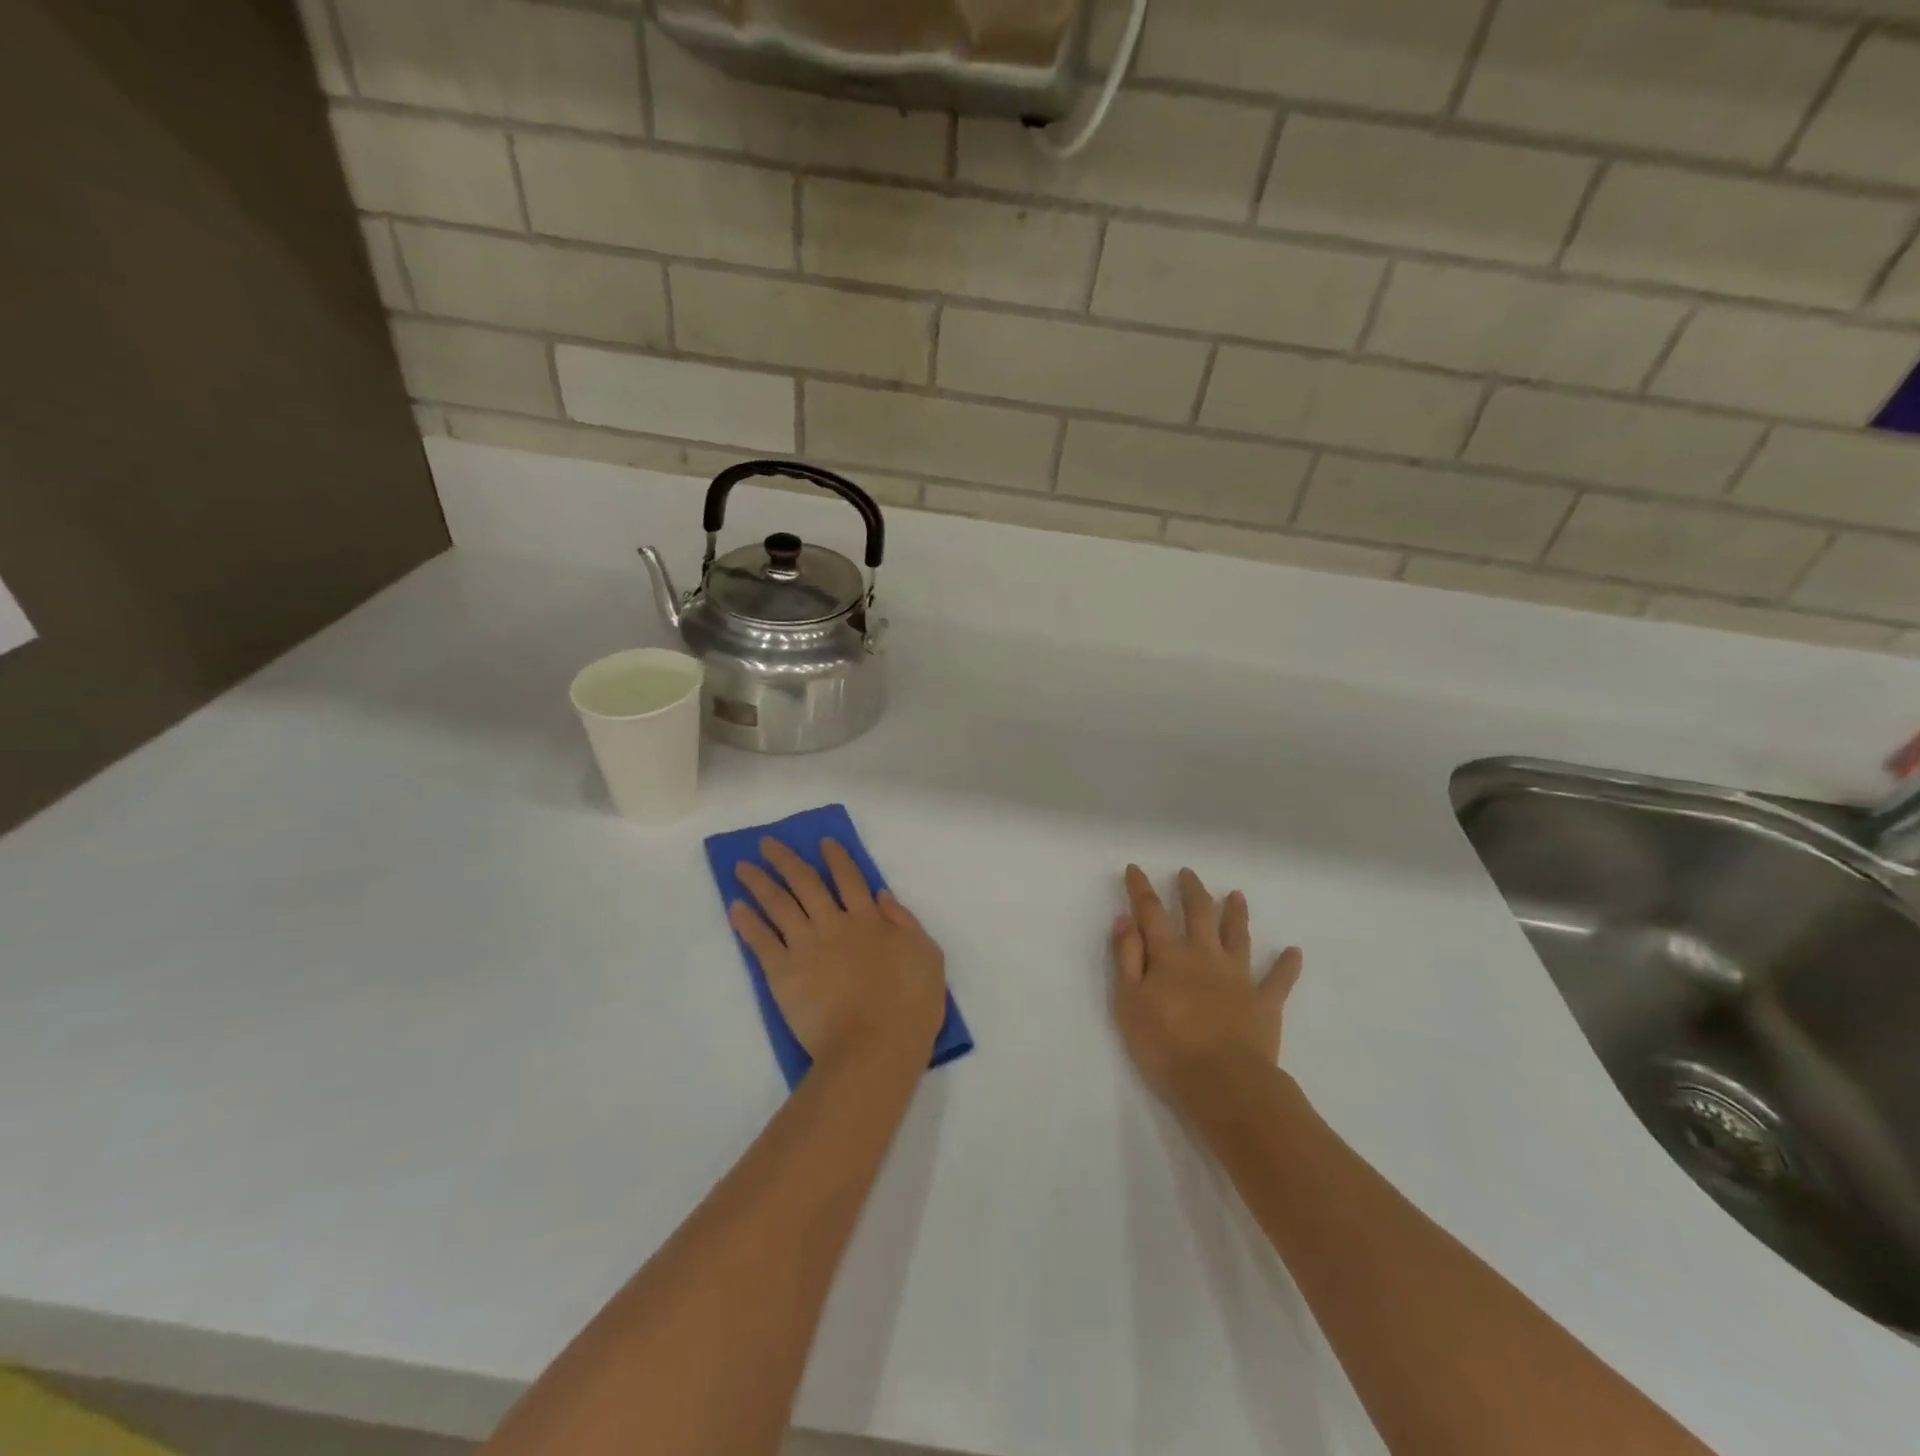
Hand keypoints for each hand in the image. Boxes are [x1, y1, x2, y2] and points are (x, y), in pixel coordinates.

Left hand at [731, 838, 946, 1070]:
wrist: (874, 1045)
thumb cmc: (910, 1004)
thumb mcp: (927, 955)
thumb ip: (904, 922)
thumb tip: (881, 895)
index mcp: (869, 919)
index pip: (849, 878)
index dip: (836, 858)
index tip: (822, 841)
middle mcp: (833, 923)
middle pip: (806, 882)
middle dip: (785, 860)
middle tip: (766, 843)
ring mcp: (805, 946)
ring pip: (778, 904)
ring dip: (759, 882)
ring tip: (741, 866)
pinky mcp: (782, 973)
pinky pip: (760, 941)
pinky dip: (746, 922)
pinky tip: (735, 907)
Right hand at [1111, 865, 1301, 1101]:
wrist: (1222, 1082)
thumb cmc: (1165, 1044)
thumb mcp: (1129, 1001)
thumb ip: (1126, 958)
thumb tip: (1124, 919)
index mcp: (1169, 956)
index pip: (1151, 913)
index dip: (1141, 889)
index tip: (1135, 869)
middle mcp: (1205, 956)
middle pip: (1199, 914)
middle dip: (1192, 891)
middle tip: (1188, 872)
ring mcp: (1238, 977)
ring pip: (1237, 937)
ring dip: (1236, 914)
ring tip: (1237, 895)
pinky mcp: (1264, 1003)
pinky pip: (1278, 980)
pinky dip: (1286, 965)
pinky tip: (1294, 952)